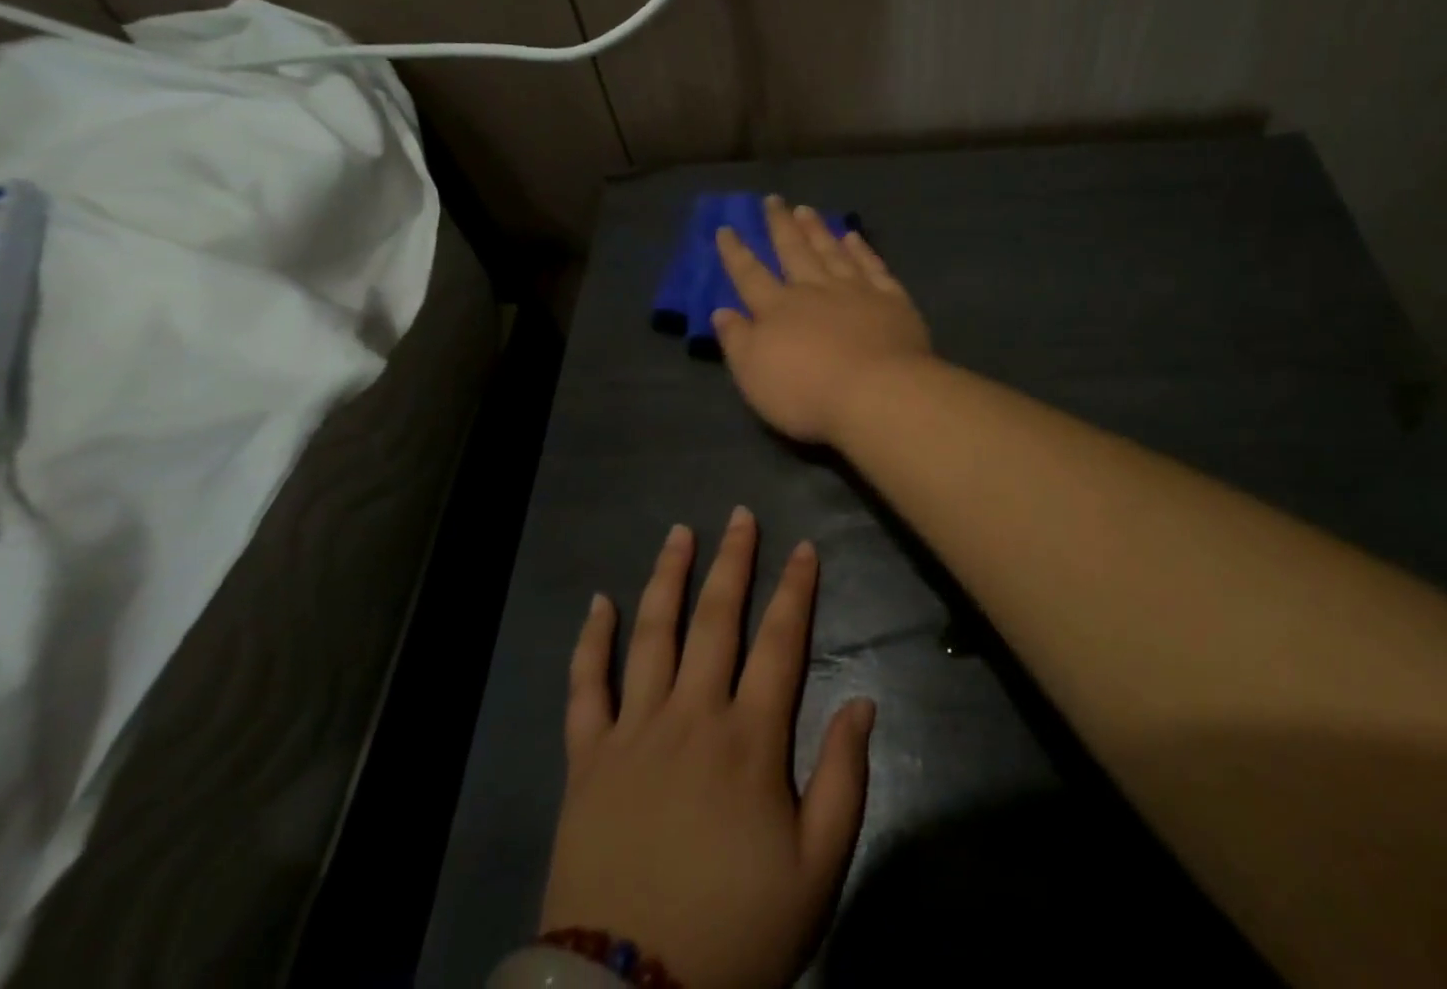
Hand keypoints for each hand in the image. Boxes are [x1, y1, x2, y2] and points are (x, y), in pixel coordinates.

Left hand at [540, 509, 875, 988]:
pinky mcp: (587, 758)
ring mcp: (633, 730)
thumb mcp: (816, 869)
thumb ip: (844, 778)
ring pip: (651, 633)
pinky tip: (598, 602)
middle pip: (715, 618)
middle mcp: (691, 715)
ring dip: (668, 577)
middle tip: (739, 515)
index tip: (804, 547)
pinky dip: (590, 641)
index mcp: (748, 738)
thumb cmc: (736, 932)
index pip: (780, 641)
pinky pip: (585, 687)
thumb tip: (862, 701)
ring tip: (679, 532)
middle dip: (732, 561)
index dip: (795, 589)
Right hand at [714, 197, 932, 444]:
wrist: (877, 393)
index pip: (750, 275)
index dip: (736, 252)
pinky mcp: (891, 299)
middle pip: (793, 251)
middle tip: (773, 200)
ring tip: (805, 210)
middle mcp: (814, 290)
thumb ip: (737, 340)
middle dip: (780, 225)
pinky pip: (872, 266)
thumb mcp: (754, 374)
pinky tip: (853, 236)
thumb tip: (721, 311)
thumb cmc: (807, 393)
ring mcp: (855, 291)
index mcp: (778, 309)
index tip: (726, 228)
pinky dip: (861, 249)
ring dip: (817, 230)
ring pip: (831, 251)